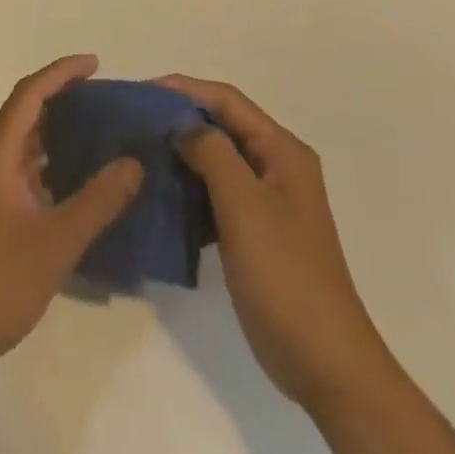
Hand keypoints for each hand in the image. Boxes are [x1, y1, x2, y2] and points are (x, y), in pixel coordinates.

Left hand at [0, 54, 142, 383]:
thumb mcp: (57, 242)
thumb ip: (99, 199)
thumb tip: (133, 162)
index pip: (29, 94)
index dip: (61, 73)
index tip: (95, 63)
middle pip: (21, 115)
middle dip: (61, 102)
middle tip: (103, 102)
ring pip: (16, 146)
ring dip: (51, 136)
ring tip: (94, 137)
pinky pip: (10, 171)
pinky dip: (39, 166)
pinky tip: (67, 184)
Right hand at [158, 75, 389, 410]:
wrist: (324, 363)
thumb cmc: (285, 276)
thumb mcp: (245, 205)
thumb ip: (212, 153)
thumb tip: (180, 123)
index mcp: (282, 151)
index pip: (227, 100)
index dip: (184, 89)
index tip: (139, 92)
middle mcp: (275, 167)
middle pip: (221, 126)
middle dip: (177, 119)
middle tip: (130, 121)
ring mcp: (265, 202)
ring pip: (215, 160)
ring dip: (179, 153)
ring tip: (135, 152)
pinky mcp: (252, 232)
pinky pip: (213, 194)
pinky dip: (187, 188)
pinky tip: (157, 194)